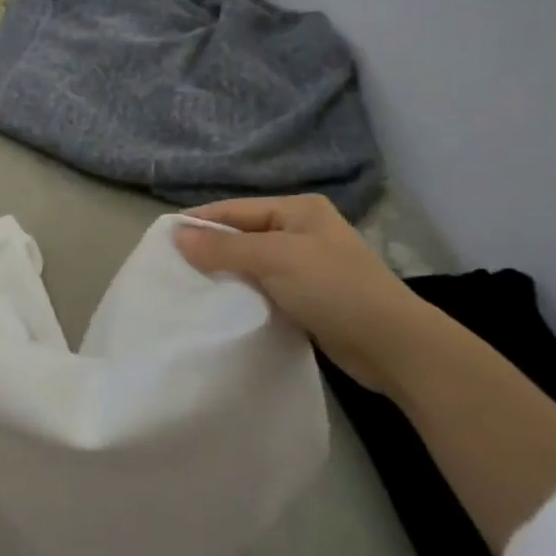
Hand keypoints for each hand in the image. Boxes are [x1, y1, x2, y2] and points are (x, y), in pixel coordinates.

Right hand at [175, 195, 425, 396]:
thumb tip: (176, 236)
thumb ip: (224, 248)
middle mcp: (302, 231)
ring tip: (189, 288)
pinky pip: (266, 289)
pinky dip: (245, 295)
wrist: (393, 345)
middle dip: (210, 251)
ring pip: (253, 265)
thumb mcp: (274, 259)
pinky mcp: (309, 297)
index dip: (200, 223)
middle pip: (243, 236)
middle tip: (172, 268)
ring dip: (226, 275)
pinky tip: (222, 306)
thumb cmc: (333, 288)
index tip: (162, 239)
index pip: (236, 210)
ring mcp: (308, 265)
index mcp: (298, 210)